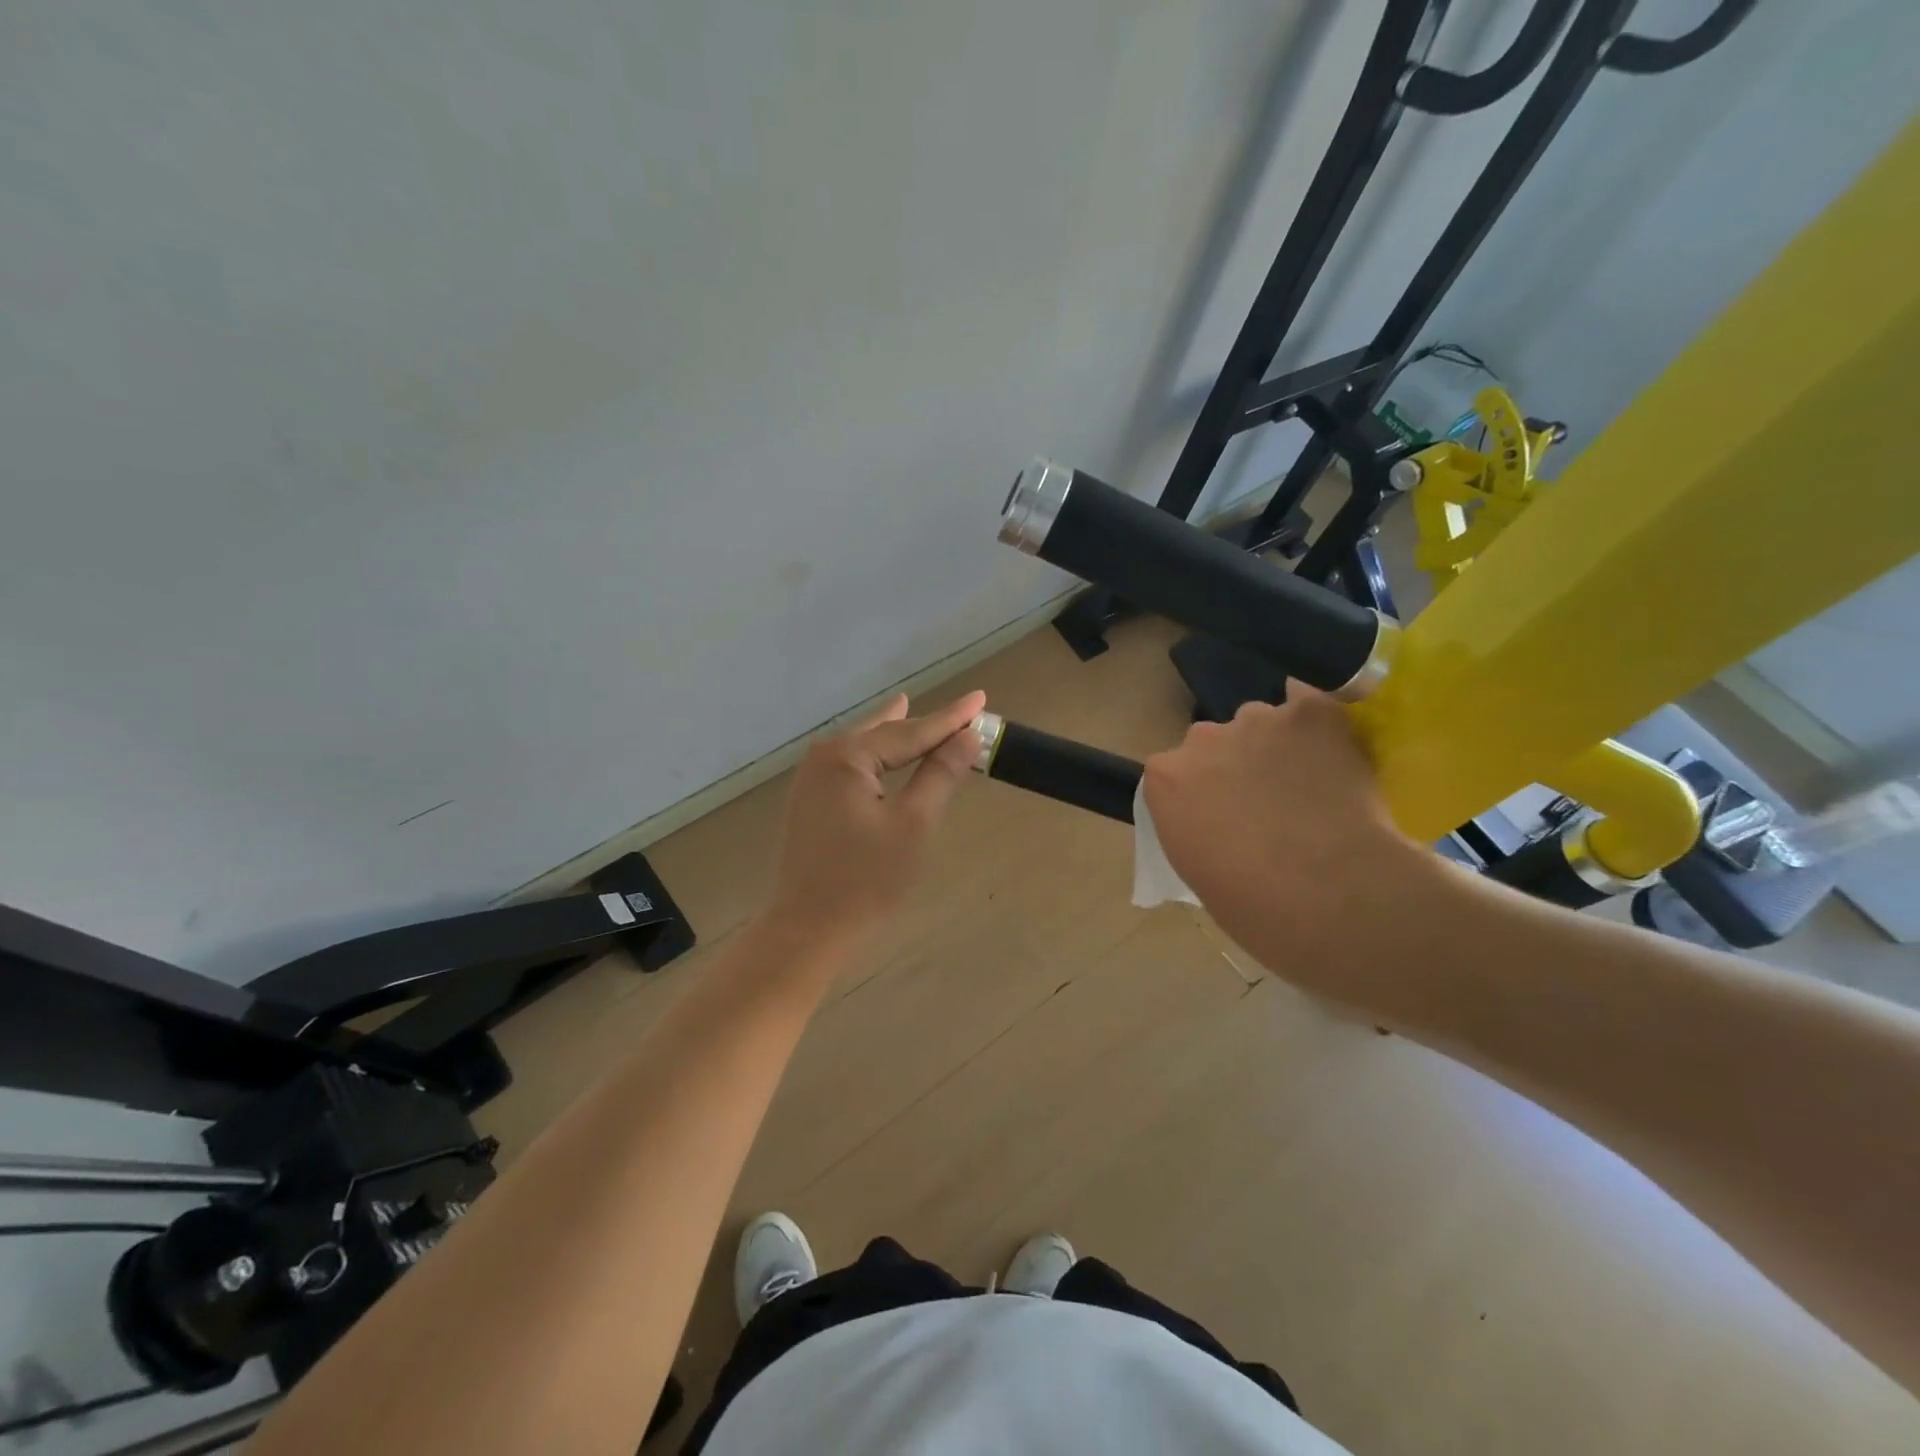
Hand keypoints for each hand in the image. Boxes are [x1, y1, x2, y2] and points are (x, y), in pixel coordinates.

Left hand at [765, 689, 986, 953]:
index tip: (980, 698)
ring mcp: (812, 779)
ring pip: (866, 747)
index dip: (950, 719)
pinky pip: (852, 765)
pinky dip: (877, 757)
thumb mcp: (913, 824)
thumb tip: (967, 736)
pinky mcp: (811, 801)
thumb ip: (940, 774)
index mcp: (847, 757)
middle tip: (961, 711)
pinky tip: (882, 748)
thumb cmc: (866, 880)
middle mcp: (824, 757)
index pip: (910, 731)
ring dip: (897, 737)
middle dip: (923, 725)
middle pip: (886, 734)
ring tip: (913, 707)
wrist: (810, 928)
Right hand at [1142, 687, 1431, 978]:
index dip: (1201, 793)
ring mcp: (1258, 721)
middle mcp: (1202, 739)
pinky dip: (1315, 723)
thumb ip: (1197, 825)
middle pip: (1214, 742)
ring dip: (1276, 746)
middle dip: (1234, 765)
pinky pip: (1308, 703)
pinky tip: (1329, 746)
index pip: (1174, 772)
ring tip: (1311, 784)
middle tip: (1267, 804)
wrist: (1331, 894)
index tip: (1222, 817)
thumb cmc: (1256, 907)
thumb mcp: (1199, 869)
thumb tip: (1221, 819)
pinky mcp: (1312, 713)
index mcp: (1166, 779)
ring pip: (1261, 724)